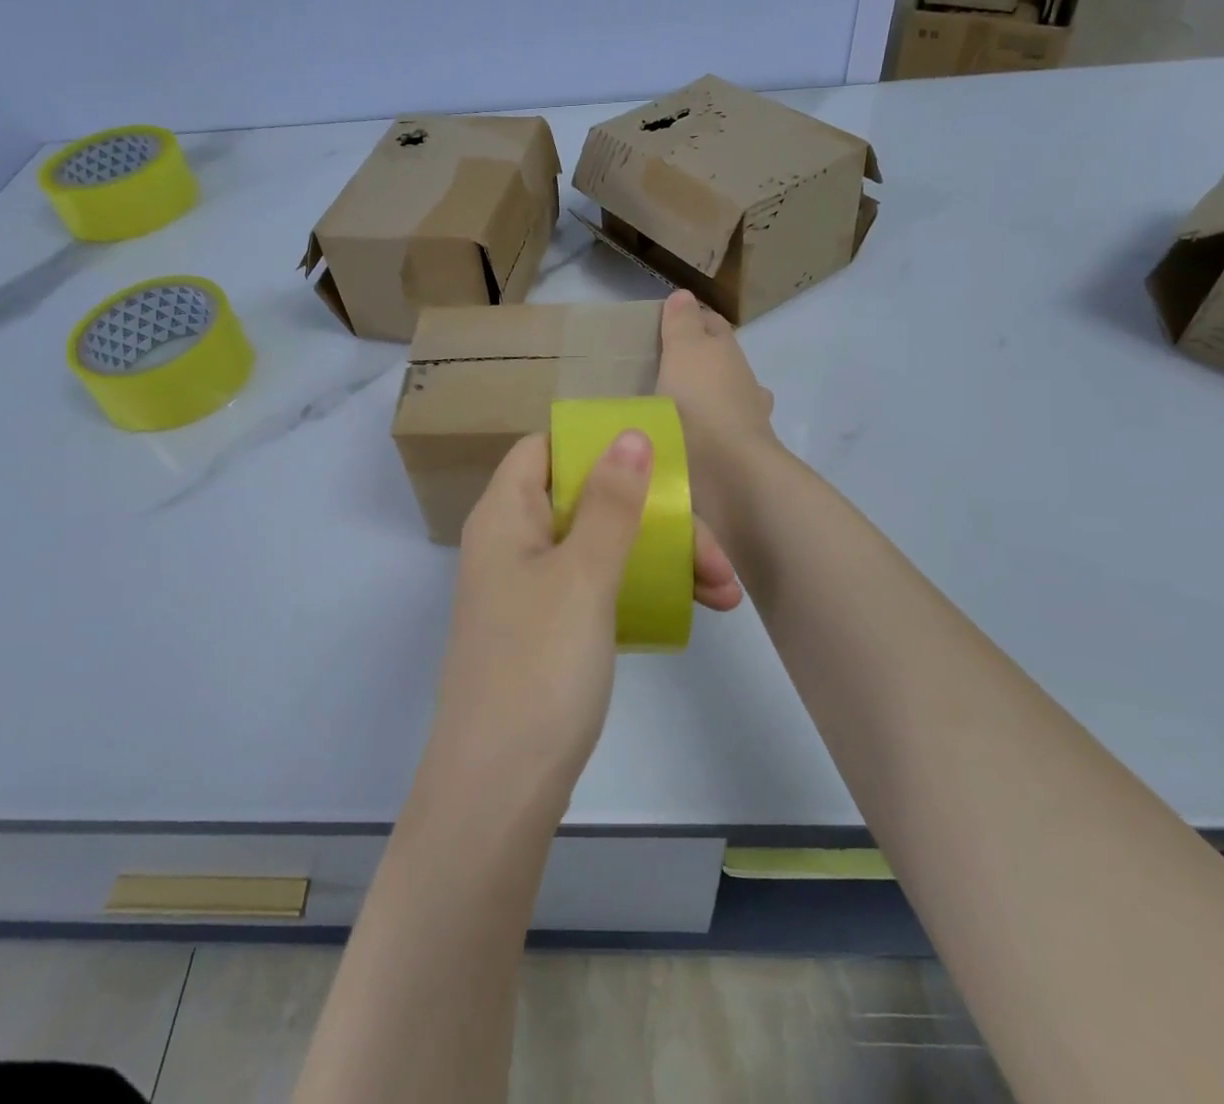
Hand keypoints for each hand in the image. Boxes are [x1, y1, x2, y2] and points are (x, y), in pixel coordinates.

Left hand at [424, 431, 741, 810]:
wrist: (501, 788)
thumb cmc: (539, 666)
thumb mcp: (583, 574)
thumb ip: (610, 503)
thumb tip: (630, 435)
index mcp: (505, 515)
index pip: (545, 449)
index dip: (595, 445)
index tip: (656, 460)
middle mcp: (513, 543)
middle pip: (587, 501)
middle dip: (655, 517)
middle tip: (715, 557)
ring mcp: (531, 590)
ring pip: (602, 547)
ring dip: (661, 557)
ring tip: (722, 592)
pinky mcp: (549, 630)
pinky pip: (599, 588)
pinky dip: (642, 590)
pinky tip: (691, 609)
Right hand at [657, 289, 780, 504]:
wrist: (728, 471)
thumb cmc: (700, 403)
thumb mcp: (683, 352)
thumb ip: (682, 323)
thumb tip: (685, 295)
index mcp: (727, 353)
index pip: (712, 325)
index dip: (693, 319)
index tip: (667, 324)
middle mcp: (742, 383)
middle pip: (720, 362)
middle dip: (700, 361)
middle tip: (663, 366)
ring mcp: (745, 421)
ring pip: (724, 399)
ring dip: (704, 399)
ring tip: (670, 407)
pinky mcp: (736, 455)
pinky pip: (716, 435)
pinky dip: (703, 432)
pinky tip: (683, 439)